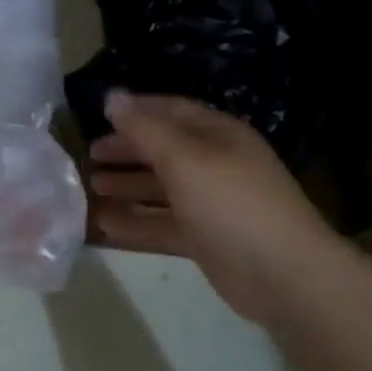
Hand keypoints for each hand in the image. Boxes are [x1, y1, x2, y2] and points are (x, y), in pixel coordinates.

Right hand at [89, 92, 338, 323]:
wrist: (282, 273)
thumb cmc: (231, 203)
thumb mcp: (184, 158)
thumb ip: (144, 130)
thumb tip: (112, 97)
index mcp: (217, 135)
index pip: (171, 111)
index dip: (136, 110)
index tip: (99, 114)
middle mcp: (214, 165)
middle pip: (163, 151)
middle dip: (127, 151)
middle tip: (89, 156)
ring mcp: (210, 204)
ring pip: (161, 190)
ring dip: (127, 187)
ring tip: (92, 188)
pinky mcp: (204, 240)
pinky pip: (163, 225)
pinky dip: (136, 224)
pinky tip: (105, 226)